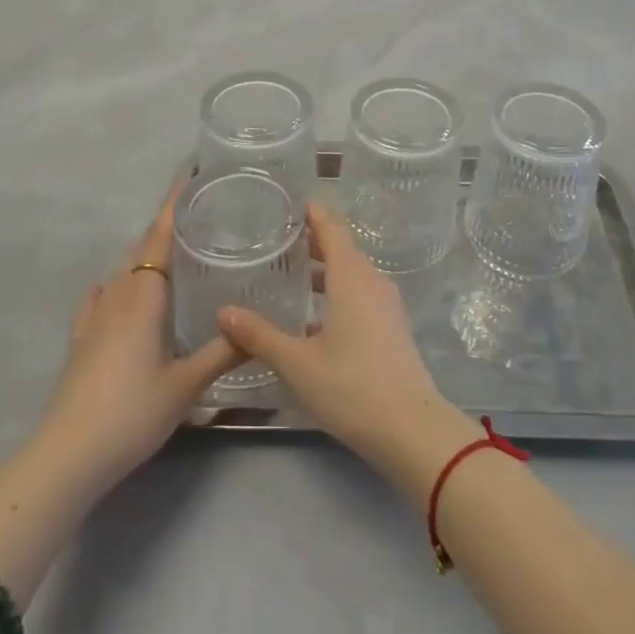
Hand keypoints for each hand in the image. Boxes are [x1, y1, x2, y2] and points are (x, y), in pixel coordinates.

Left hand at [33, 193, 241, 493]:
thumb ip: (223, 353)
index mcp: (145, 297)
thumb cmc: (132, 412)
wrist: (69, 454)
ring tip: (172, 252)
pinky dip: (113, 286)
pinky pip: (100, 299)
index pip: (160, 237)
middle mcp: (118, 296)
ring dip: (144, 255)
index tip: (188, 176)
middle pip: (142, 249)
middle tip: (198, 216)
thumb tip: (258, 328)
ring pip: (123, 272)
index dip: (174, 206)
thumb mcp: (186, 385)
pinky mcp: (80, 340)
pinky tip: (113, 290)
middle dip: (165, 227)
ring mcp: (94, 317)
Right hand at [218, 203, 475, 492]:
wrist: (410, 428)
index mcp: (351, 276)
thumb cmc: (351, 386)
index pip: (331, 228)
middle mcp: (372, 281)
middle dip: (313, 240)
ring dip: (325, 268)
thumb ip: (259, 335)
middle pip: (342, 247)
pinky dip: (337, 290)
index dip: (311, 213)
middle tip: (278, 239)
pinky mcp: (392, 327)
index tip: (287, 205)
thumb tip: (224, 312)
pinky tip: (314, 315)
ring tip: (291, 275)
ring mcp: (387, 304)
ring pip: (352, 273)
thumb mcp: (297, 362)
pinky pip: (361, 293)